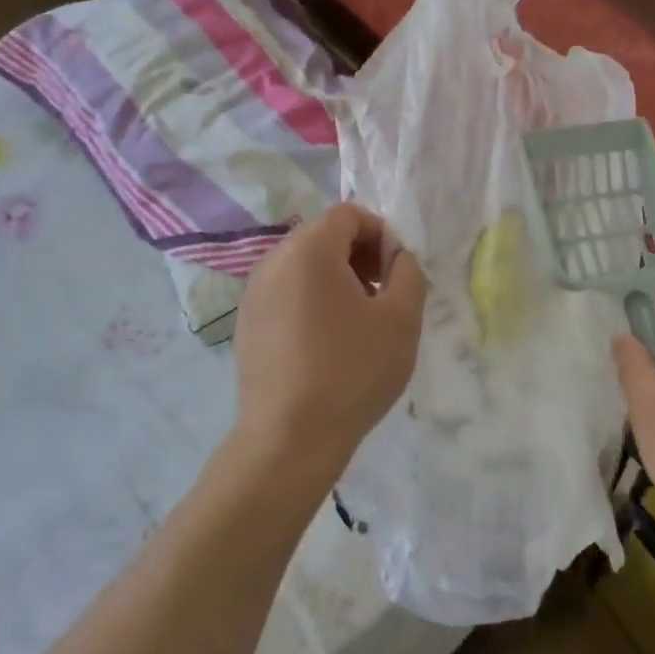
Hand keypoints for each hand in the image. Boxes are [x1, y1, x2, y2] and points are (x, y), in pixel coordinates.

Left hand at [234, 203, 426, 482]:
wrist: (289, 439)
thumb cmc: (352, 372)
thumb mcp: (402, 319)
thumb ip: (409, 272)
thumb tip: (398, 257)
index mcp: (309, 250)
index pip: (349, 214)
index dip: (381, 233)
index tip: (396, 272)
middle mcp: (273, 260)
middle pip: (323, 235)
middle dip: (359, 254)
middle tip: (382, 295)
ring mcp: (253, 292)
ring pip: (303, 264)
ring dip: (335, 277)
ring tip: (357, 321)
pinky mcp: (246, 323)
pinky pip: (285, 291)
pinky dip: (310, 299)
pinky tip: (326, 342)